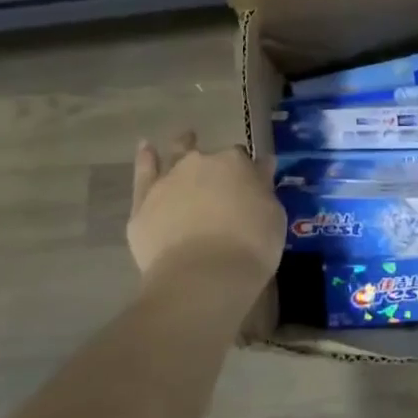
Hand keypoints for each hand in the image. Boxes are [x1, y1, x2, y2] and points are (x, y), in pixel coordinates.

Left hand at [127, 133, 285, 295]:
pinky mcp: (143, 204)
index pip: (243, 160)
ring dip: (182, 147)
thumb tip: (262, 166)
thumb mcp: (273, 217)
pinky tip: (145, 147)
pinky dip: (145, 159)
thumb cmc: (250, 248)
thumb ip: (264, 188)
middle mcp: (200, 163)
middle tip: (221, 180)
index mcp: (236, 163)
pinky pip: (143, 174)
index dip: (246, 174)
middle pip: (210, 157)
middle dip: (215, 164)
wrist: (202, 278)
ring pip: (176, 155)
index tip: (249, 188)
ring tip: (185, 139)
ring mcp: (168, 181)